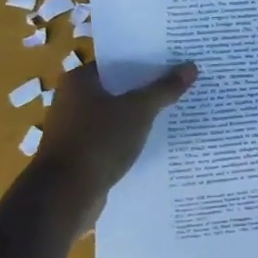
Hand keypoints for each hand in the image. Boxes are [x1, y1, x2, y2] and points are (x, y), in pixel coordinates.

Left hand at [30, 59, 196, 225]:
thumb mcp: (139, 110)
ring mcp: (76, 129)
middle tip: (184, 82)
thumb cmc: (98, 140)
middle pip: (120, 88)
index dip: (147, 60)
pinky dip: (133, 136)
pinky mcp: (83, 154)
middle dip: (149, 87)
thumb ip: (165, 88)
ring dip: (143, 114)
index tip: (175, 60)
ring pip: (118, 114)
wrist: (65, 196)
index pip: (119, 62)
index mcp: (79, 81)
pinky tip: (159, 139)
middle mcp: (73, 100)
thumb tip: (192, 67)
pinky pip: (115, 137)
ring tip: (178, 109)